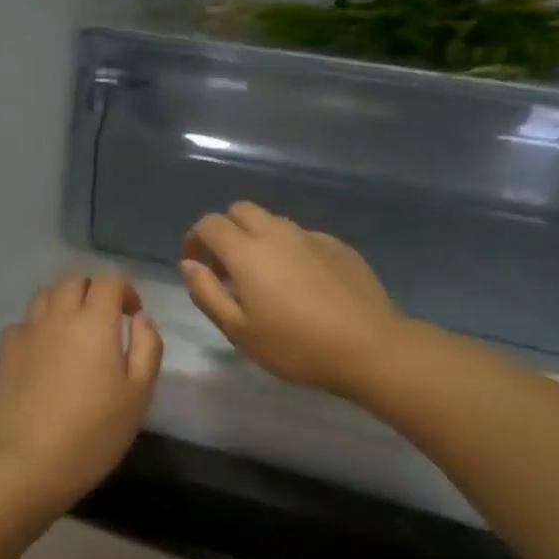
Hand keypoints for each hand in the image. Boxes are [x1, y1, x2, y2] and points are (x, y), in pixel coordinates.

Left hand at [0, 275, 162, 507]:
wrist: (32, 462)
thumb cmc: (95, 431)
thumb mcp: (139, 393)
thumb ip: (147, 347)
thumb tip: (142, 318)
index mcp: (95, 322)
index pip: (109, 281)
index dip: (125, 290)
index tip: (133, 315)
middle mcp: (58, 316)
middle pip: (74, 281)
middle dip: (94, 291)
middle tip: (106, 320)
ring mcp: (27, 332)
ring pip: (45, 296)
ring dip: (64, 302)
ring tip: (74, 330)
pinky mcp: (5, 352)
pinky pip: (23, 323)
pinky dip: (38, 326)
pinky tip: (44, 351)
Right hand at [182, 203, 405, 397]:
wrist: (369, 347)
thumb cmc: (295, 345)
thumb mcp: (239, 330)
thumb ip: (207, 293)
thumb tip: (189, 265)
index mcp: (247, 251)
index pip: (210, 224)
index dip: (195, 239)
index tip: (195, 264)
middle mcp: (277, 233)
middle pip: (241, 211)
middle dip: (225, 231)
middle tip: (225, 268)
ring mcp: (311, 236)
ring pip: (273, 222)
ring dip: (256, 239)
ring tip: (262, 278)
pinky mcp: (338, 246)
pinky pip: (301, 237)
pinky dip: (288, 250)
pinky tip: (299, 284)